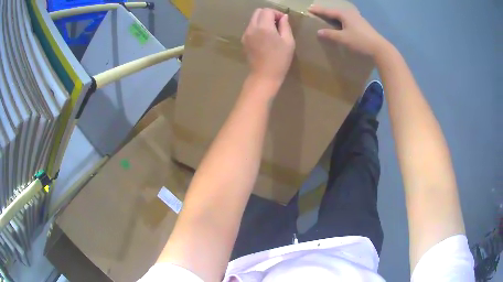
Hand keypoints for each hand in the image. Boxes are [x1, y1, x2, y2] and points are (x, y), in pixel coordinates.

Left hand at [242, 8, 294, 85]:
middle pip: (258, 12)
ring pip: (253, 19)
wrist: (264, 75)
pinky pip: (250, 28)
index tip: (283, 21)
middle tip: (278, 24)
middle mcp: (252, 28)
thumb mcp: (288, 41)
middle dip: (268, 14)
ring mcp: (246, 34)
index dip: (277, 13)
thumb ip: (285, 26)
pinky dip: (257, 28)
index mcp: (263, 27)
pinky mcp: (243, 41)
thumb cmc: (280, 59)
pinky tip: (265, 38)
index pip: (267, 11)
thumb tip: (284, 17)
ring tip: (272, 32)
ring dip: (263, 21)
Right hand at [308, 5, 388, 58]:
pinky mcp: (362, 24)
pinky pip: (347, 18)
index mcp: (345, 14)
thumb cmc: (360, 41)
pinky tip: (340, 23)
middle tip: (317, 11)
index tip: (309, 9)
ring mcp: (358, 18)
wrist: (379, 48)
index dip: (318, 10)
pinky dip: (341, 19)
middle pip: (335, 10)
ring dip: (334, 15)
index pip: (328, 11)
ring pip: (342, 14)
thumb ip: (331, 34)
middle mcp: (351, 13)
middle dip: (326, 11)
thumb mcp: (344, 38)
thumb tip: (319, 32)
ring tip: (327, 16)